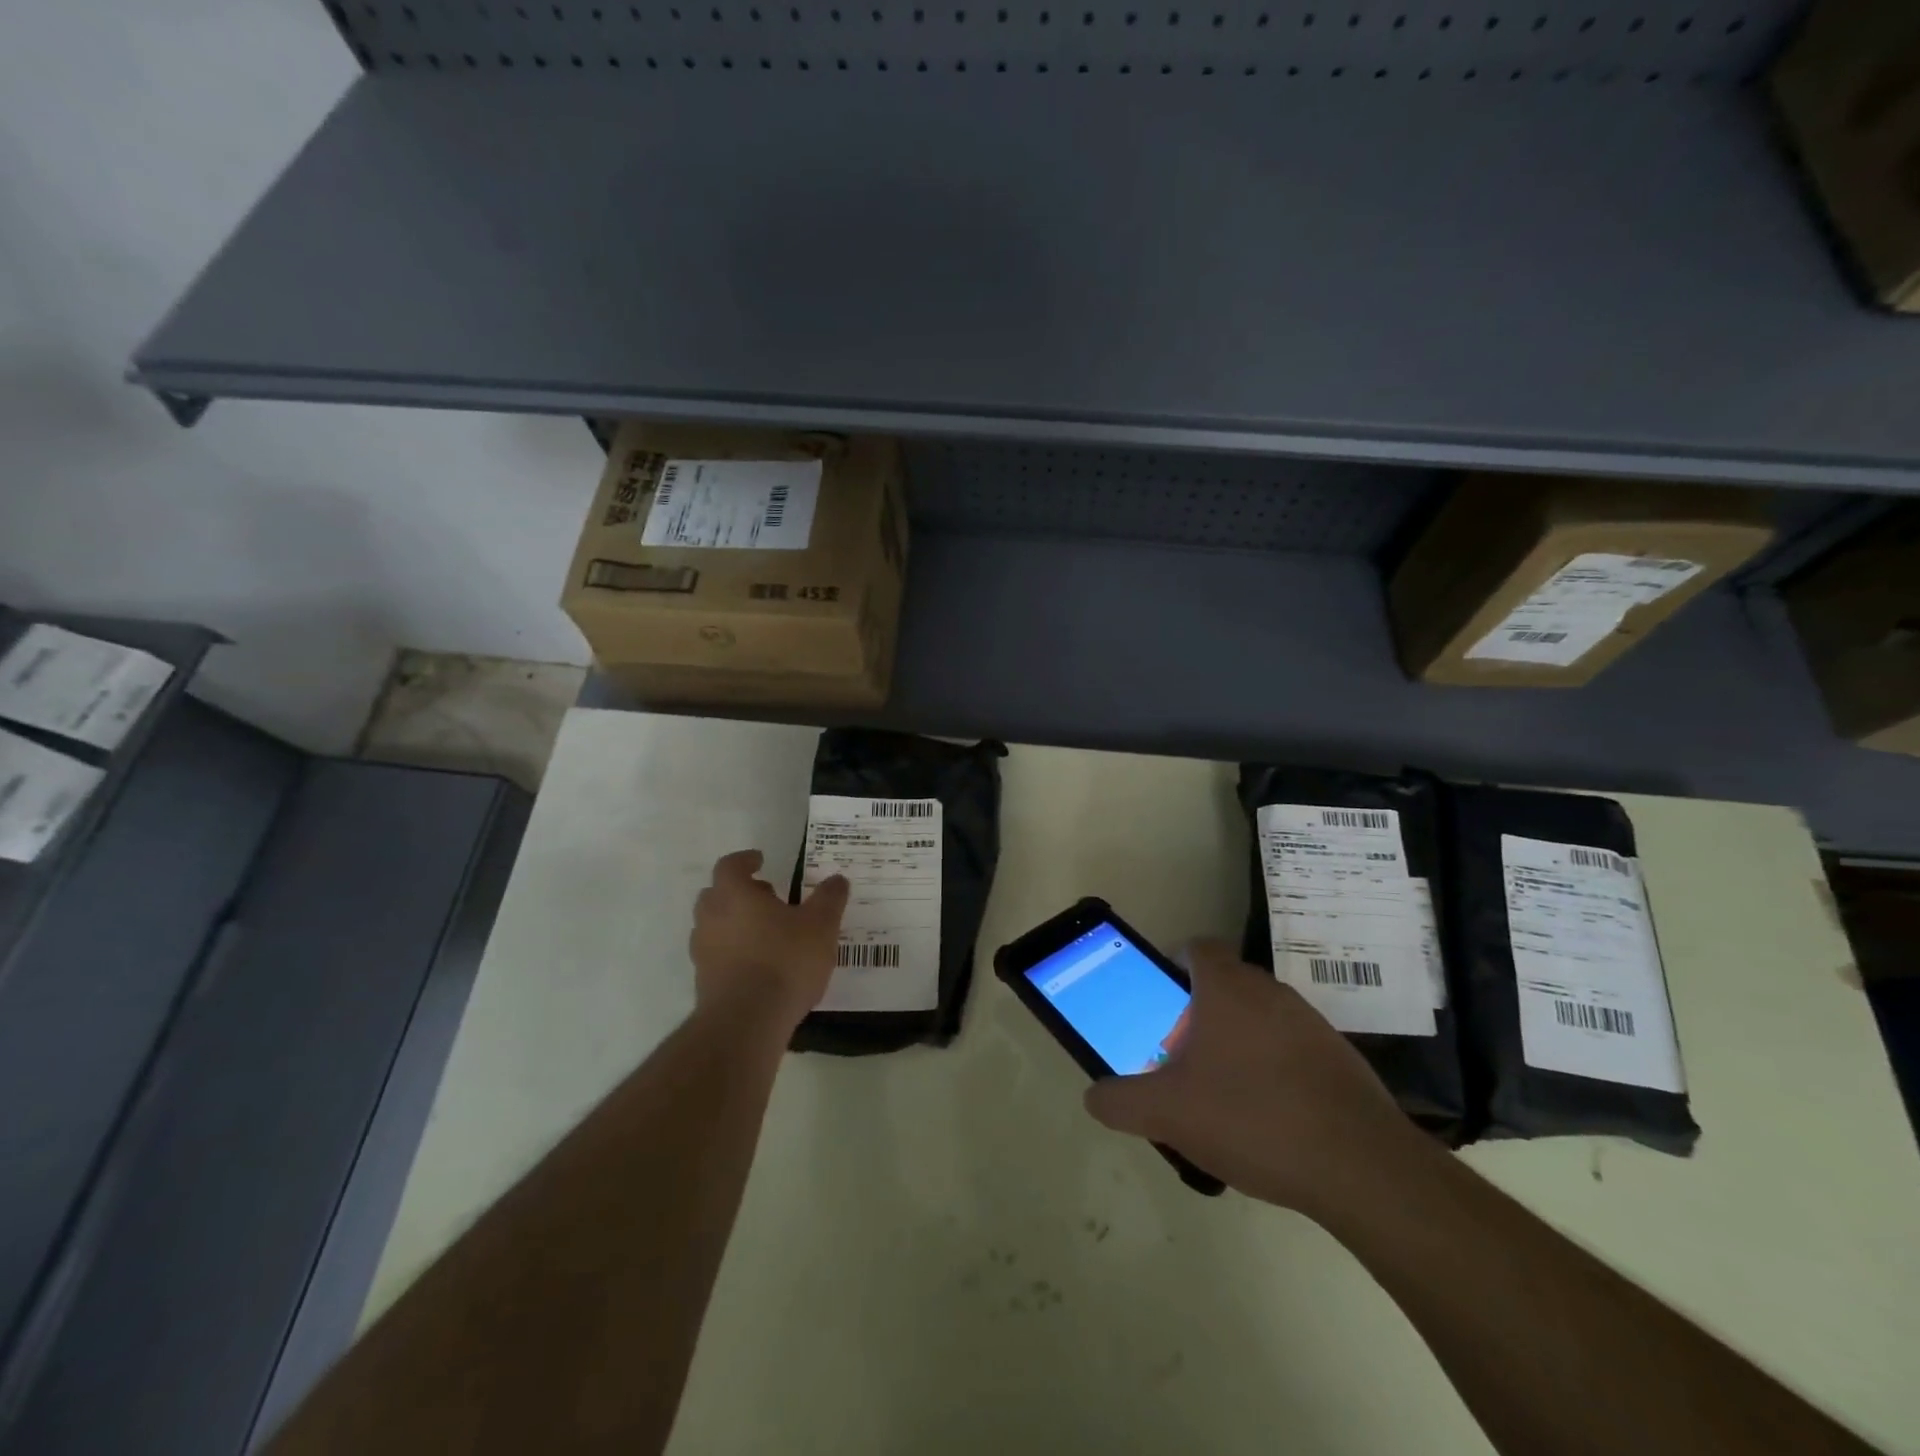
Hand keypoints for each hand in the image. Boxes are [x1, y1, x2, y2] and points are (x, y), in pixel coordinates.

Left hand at [690, 850, 849, 1030]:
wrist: (746, 1023)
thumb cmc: (784, 961)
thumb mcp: (821, 926)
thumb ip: (829, 899)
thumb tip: (837, 879)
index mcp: (734, 894)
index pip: (730, 865)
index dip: (745, 860)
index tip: (760, 860)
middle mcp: (711, 917)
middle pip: (717, 894)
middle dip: (739, 891)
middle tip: (767, 896)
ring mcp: (703, 951)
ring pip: (714, 925)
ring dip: (735, 922)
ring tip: (767, 932)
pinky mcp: (704, 982)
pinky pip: (717, 955)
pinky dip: (733, 952)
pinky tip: (760, 964)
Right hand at [1084, 939, 1427, 1214]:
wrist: (1361, 1167)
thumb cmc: (1252, 1118)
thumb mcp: (1167, 1113)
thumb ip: (1120, 1101)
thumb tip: (1094, 1096)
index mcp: (1227, 988)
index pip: (1198, 947)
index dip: (1174, 964)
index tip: (1162, 1000)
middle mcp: (1270, 992)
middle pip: (1226, 984)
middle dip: (1200, 1013)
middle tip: (1182, 1057)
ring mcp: (1311, 1024)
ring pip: (1260, 1017)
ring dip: (1238, 1042)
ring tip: (1223, 1095)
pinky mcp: (1340, 1059)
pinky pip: (1291, 1048)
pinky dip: (1274, 1070)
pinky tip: (1268, 1119)